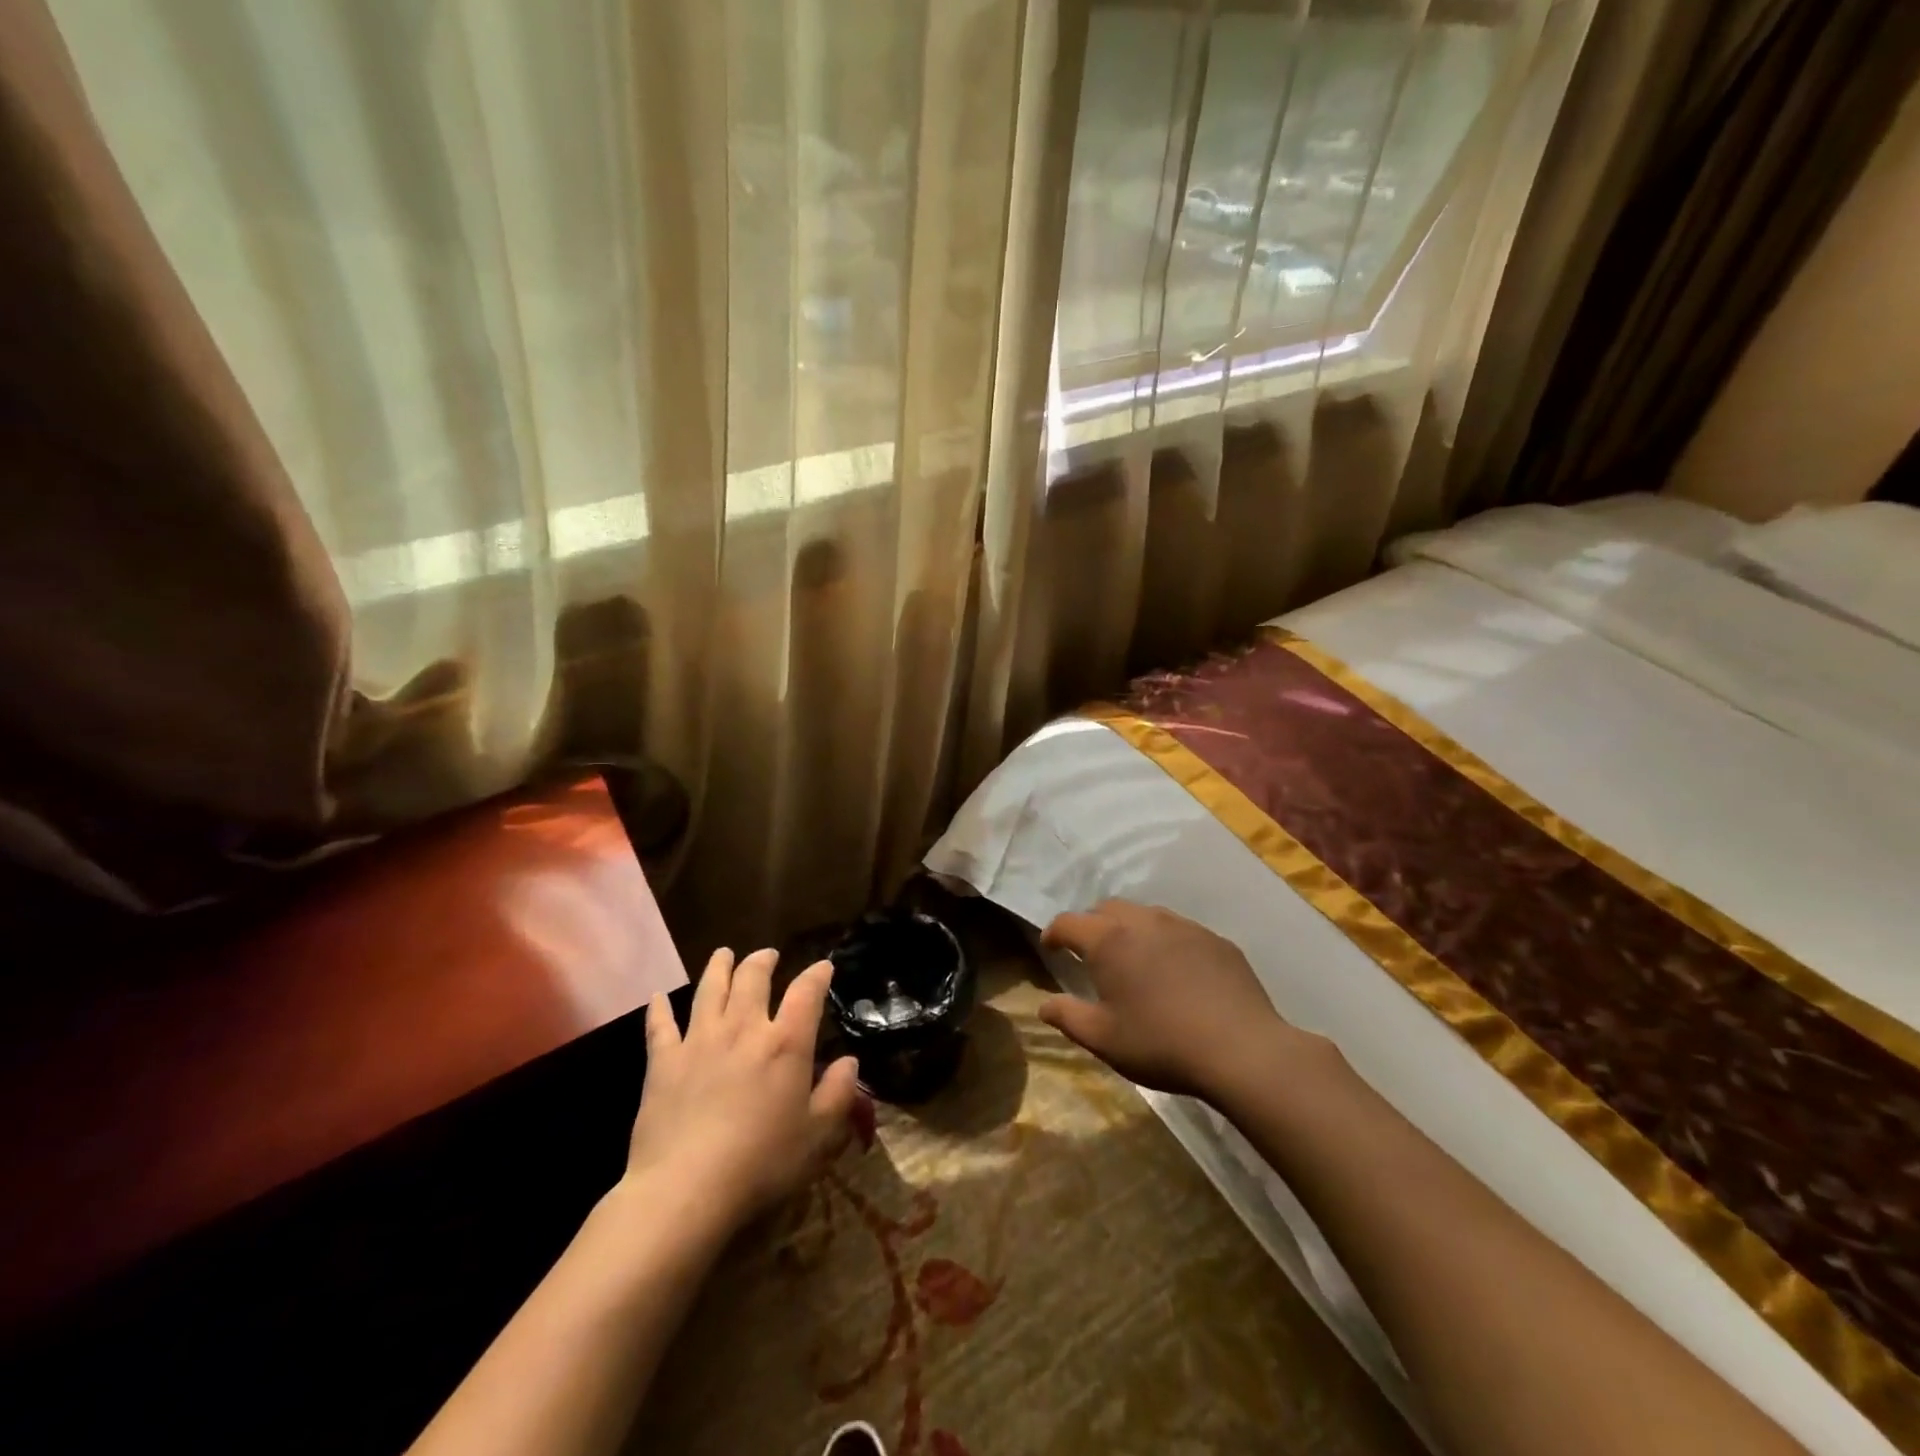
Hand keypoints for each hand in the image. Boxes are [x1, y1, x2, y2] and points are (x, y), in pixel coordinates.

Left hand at [625, 948, 860, 1230]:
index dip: (817, 975)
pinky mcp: (663, 1062)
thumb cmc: (761, 1163)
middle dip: (763, 961)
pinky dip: (659, 1009)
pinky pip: (660, 1026)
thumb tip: (850, 1062)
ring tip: (723, 954)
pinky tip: (657, 998)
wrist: (685, 1189)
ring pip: (710, 989)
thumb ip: (838, 1094)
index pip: (806, 993)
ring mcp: (699, 1041)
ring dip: (719, 967)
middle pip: (752, 978)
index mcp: (785, 1043)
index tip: (824, 967)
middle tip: (768, 955)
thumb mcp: (817, 1136)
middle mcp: (743, 1029)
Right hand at [1038, 899, 1306, 1101]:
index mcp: (1108, 941)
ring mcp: (1183, 926)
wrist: (1241, 1049)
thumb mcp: (1104, 1039)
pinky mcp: (1215, 939)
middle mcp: (1143, 921)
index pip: (1068, 922)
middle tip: (1090, 953)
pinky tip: (1175, 972)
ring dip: (1129, 929)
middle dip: (1091, 925)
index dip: (1053, 933)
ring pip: (1145, 914)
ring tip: (1133, 959)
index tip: (1050, 948)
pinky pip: (1179, 930)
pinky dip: (1165, 942)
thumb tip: (1043, 1005)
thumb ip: (1067, 1017)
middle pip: (1107, 909)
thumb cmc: (1161, 1043)